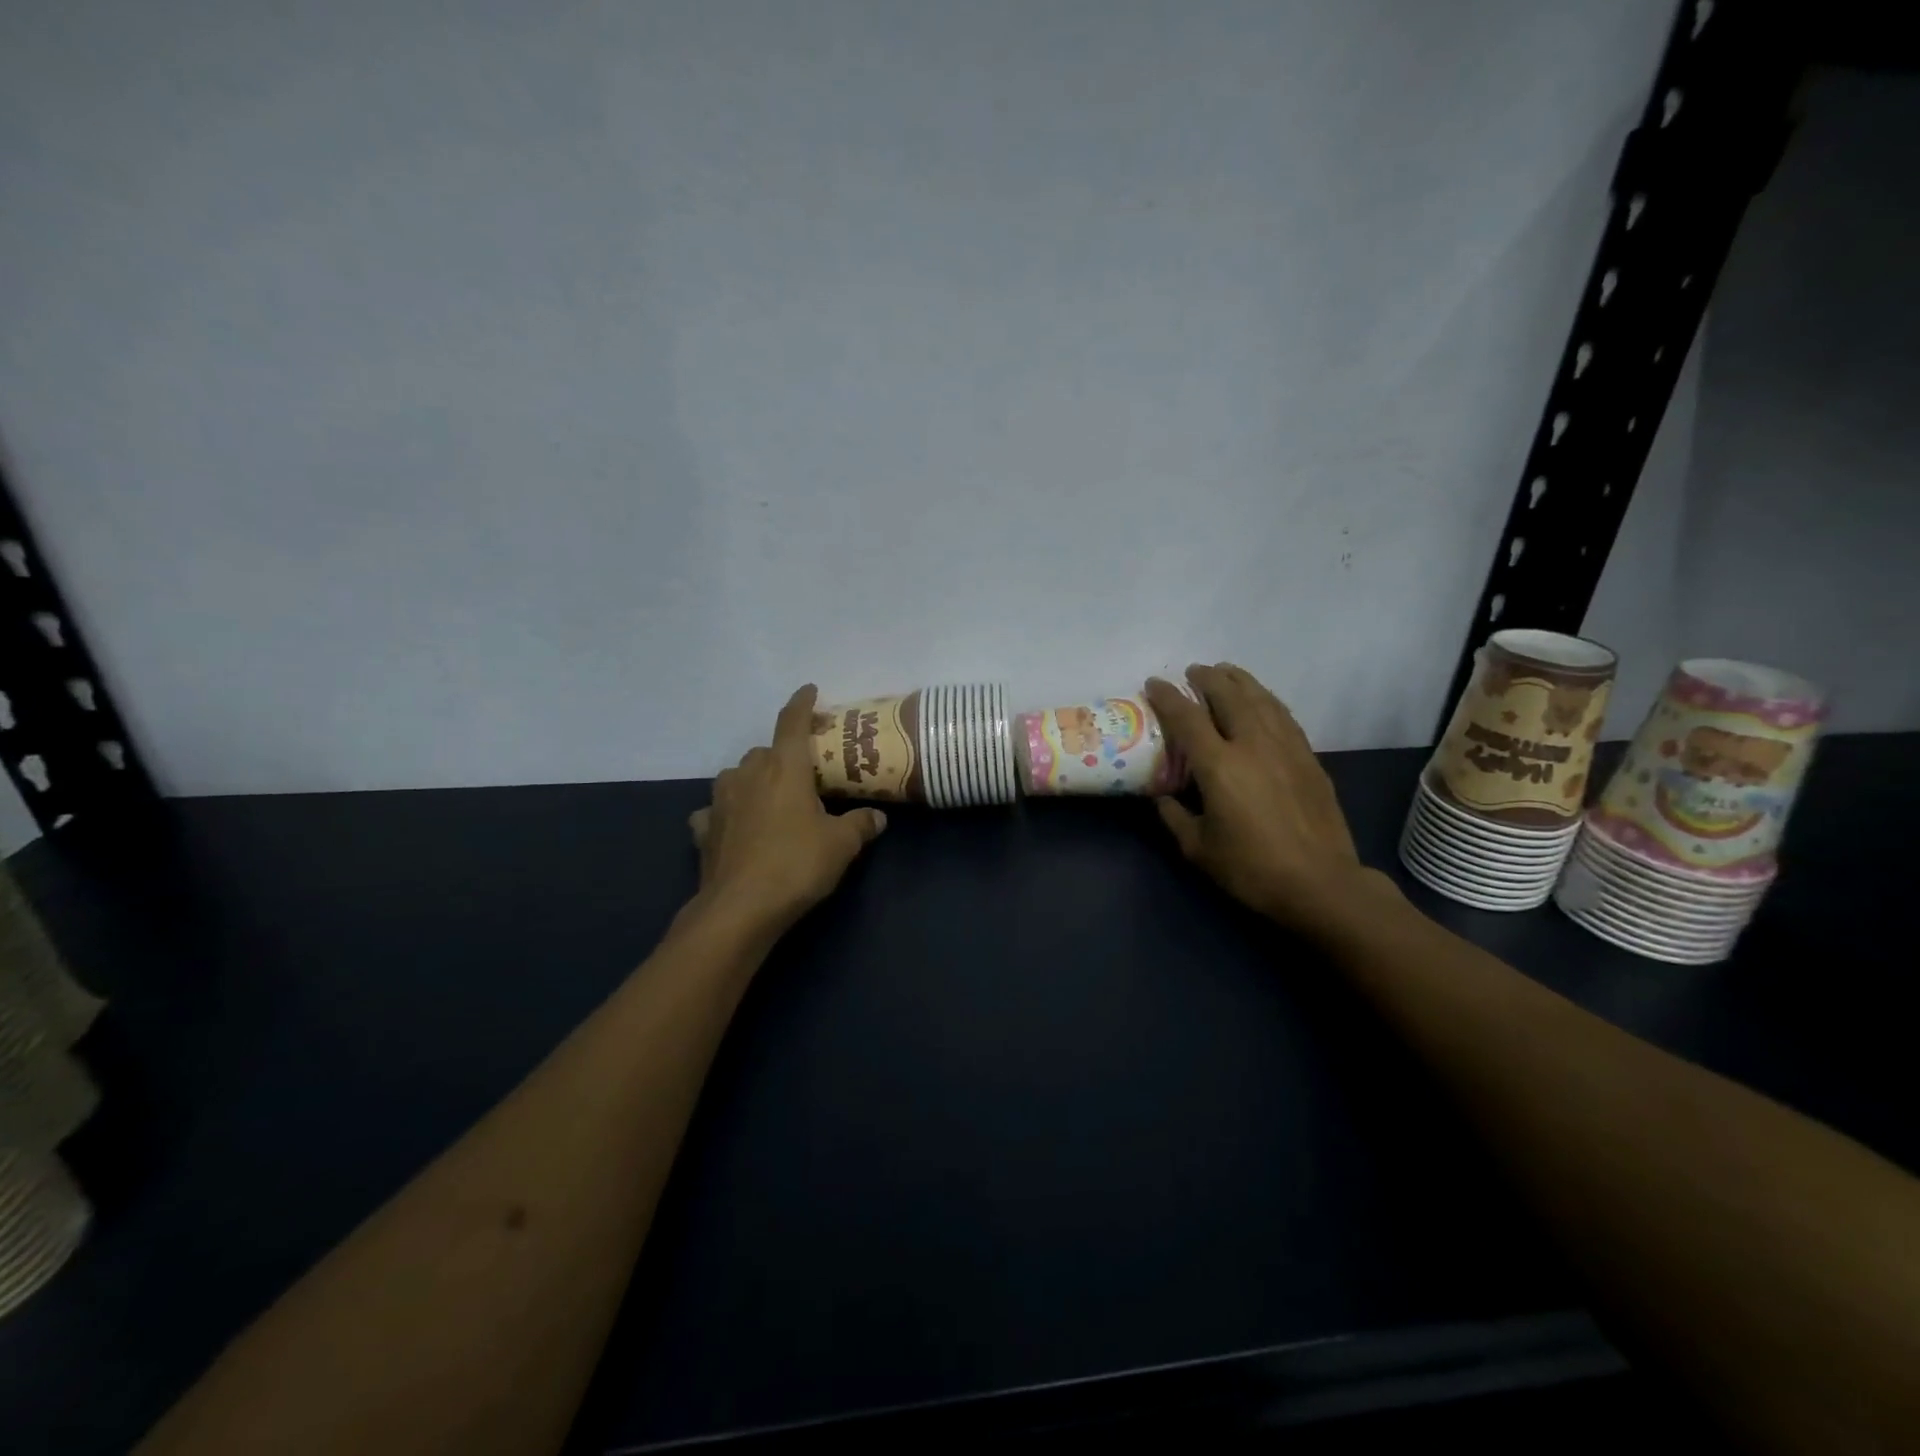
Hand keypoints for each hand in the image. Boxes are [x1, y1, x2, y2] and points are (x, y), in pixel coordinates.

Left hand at [688, 685, 887, 933]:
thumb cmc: (796, 864)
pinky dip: (727, 813)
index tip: (809, 690)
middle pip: (765, 751)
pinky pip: (716, 810)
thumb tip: (878, 818)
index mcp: (784, 768)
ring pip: (737, 776)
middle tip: (803, 774)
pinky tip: (736, 827)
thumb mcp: (841, 845)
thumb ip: (861, 824)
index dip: (802, 703)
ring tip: (771, 798)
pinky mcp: (703, 829)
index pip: (792, 723)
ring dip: (753, 780)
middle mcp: (748, 774)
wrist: (740, 908)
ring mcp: (720, 801)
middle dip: (782, 755)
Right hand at [1145, 665, 1380, 933]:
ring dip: (1239, 680)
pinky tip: (1260, 700)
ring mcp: (1286, 747)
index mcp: (1220, 766)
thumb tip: (1162, 798)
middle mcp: (1253, 745)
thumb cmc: (1251, 868)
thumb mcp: (1198, 849)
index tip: (1153, 683)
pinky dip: (1266, 700)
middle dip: (1207, 678)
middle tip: (1192, 672)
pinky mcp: (1308, 757)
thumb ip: (1175, 817)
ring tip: (1225, 672)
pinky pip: (1283, 715)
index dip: (1167, 697)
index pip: (1187, 717)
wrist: (1320, 883)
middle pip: (1228, 695)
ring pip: (1260, 699)